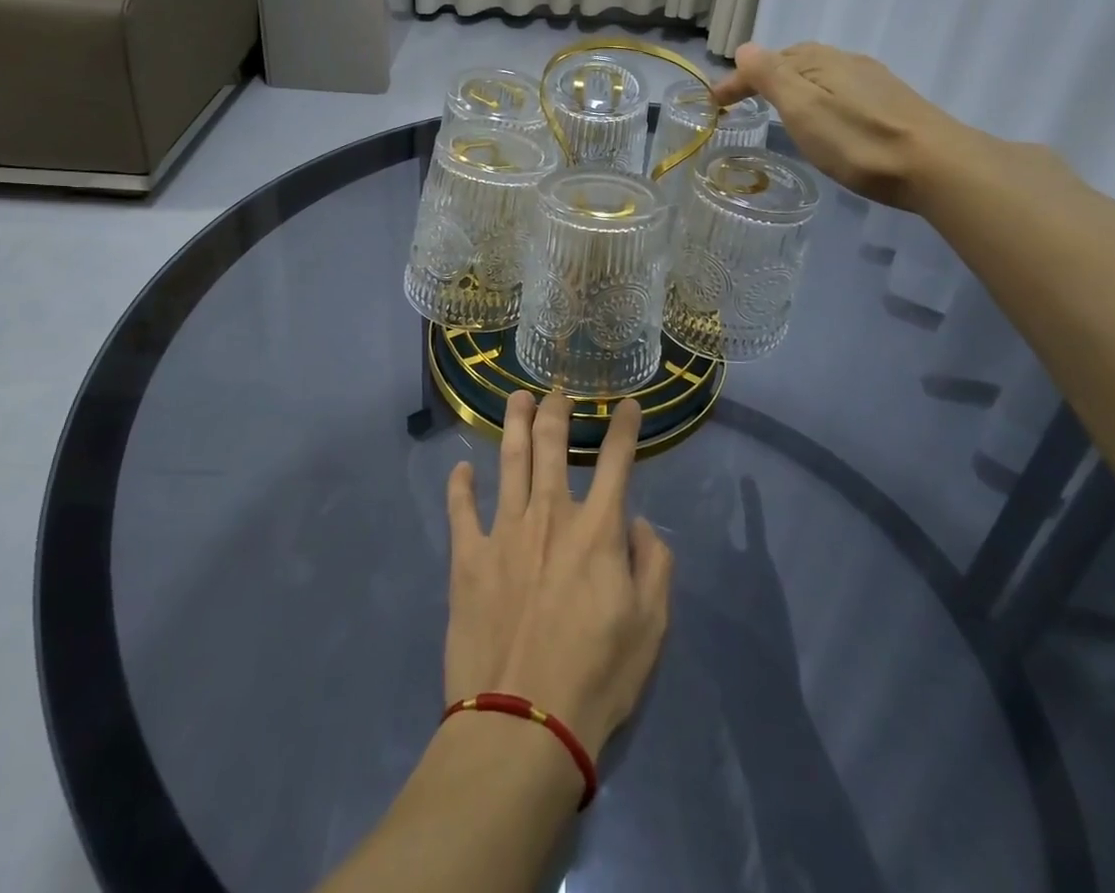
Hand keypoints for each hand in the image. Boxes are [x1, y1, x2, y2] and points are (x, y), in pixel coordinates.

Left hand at [444, 392, 672, 758]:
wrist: (523, 723)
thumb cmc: (597, 677)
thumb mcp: (651, 627)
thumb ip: (654, 565)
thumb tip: (638, 525)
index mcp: (597, 530)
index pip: (615, 461)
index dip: (624, 428)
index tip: (627, 404)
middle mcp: (549, 516)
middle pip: (551, 445)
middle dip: (556, 410)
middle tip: (557, 392)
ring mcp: (504, 532)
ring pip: (509, 460)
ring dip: (513, 424)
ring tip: (516, 399)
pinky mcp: (468, 558)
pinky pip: (461, 510)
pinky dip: (460, 486)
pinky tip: (461, 469)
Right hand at [709, 41, 966, 209]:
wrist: (937, 166)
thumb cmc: (859, 141)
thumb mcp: (804, 109)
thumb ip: (772, 76)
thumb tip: (745, 47)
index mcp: (821, 61)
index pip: (767, 61)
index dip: (738, 79)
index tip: (714, 103)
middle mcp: (848, 62)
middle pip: (796, 61)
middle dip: (765, 76)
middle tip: (742, 101)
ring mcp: (874, 82)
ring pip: (821, 75)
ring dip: (793, 85)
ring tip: (778, 109)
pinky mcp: (892, 103)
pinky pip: (841, 89)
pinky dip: (818, 97)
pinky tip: (825, 119)